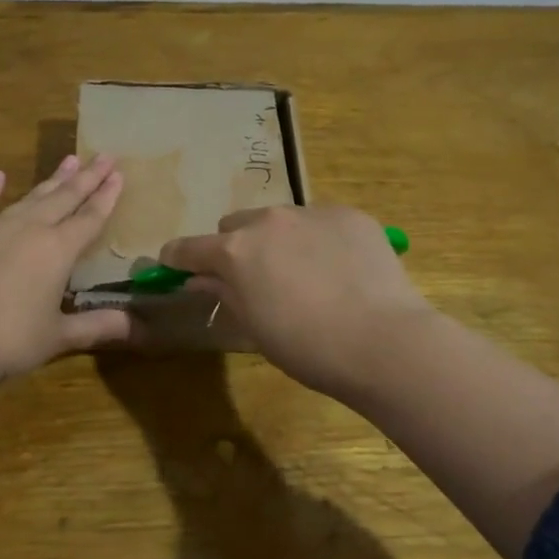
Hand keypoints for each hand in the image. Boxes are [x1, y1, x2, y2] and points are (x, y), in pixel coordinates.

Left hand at [0, 154, 132, 389]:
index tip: (119, 174)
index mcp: (58, 250)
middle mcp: (30, 229)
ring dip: (52, 180)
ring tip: (70, 160)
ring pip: (31, 197)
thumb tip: (137, 328)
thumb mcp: (59, 336)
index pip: (90, 218)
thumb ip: (97, 326)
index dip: (106, 197)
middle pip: (65, 198)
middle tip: (105, 156)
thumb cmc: (10, 340)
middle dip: (88, 177)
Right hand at [159, 204, 434, 399]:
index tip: (175, 267)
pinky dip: (318, 239)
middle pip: (235, 225)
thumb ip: (224, 293)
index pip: (188, 248)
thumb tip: (201, 279)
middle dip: (235, 247)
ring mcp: (310, 212)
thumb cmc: (307, 347)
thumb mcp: (254, 326)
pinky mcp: (348, 214)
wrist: (383, 341)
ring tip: (305, 274)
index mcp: (236, 251)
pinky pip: (320, 221)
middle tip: (255, 278)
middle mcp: (267, 220)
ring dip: (278, 240)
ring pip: (279, 220)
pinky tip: (340, 270)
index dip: (178, 259)